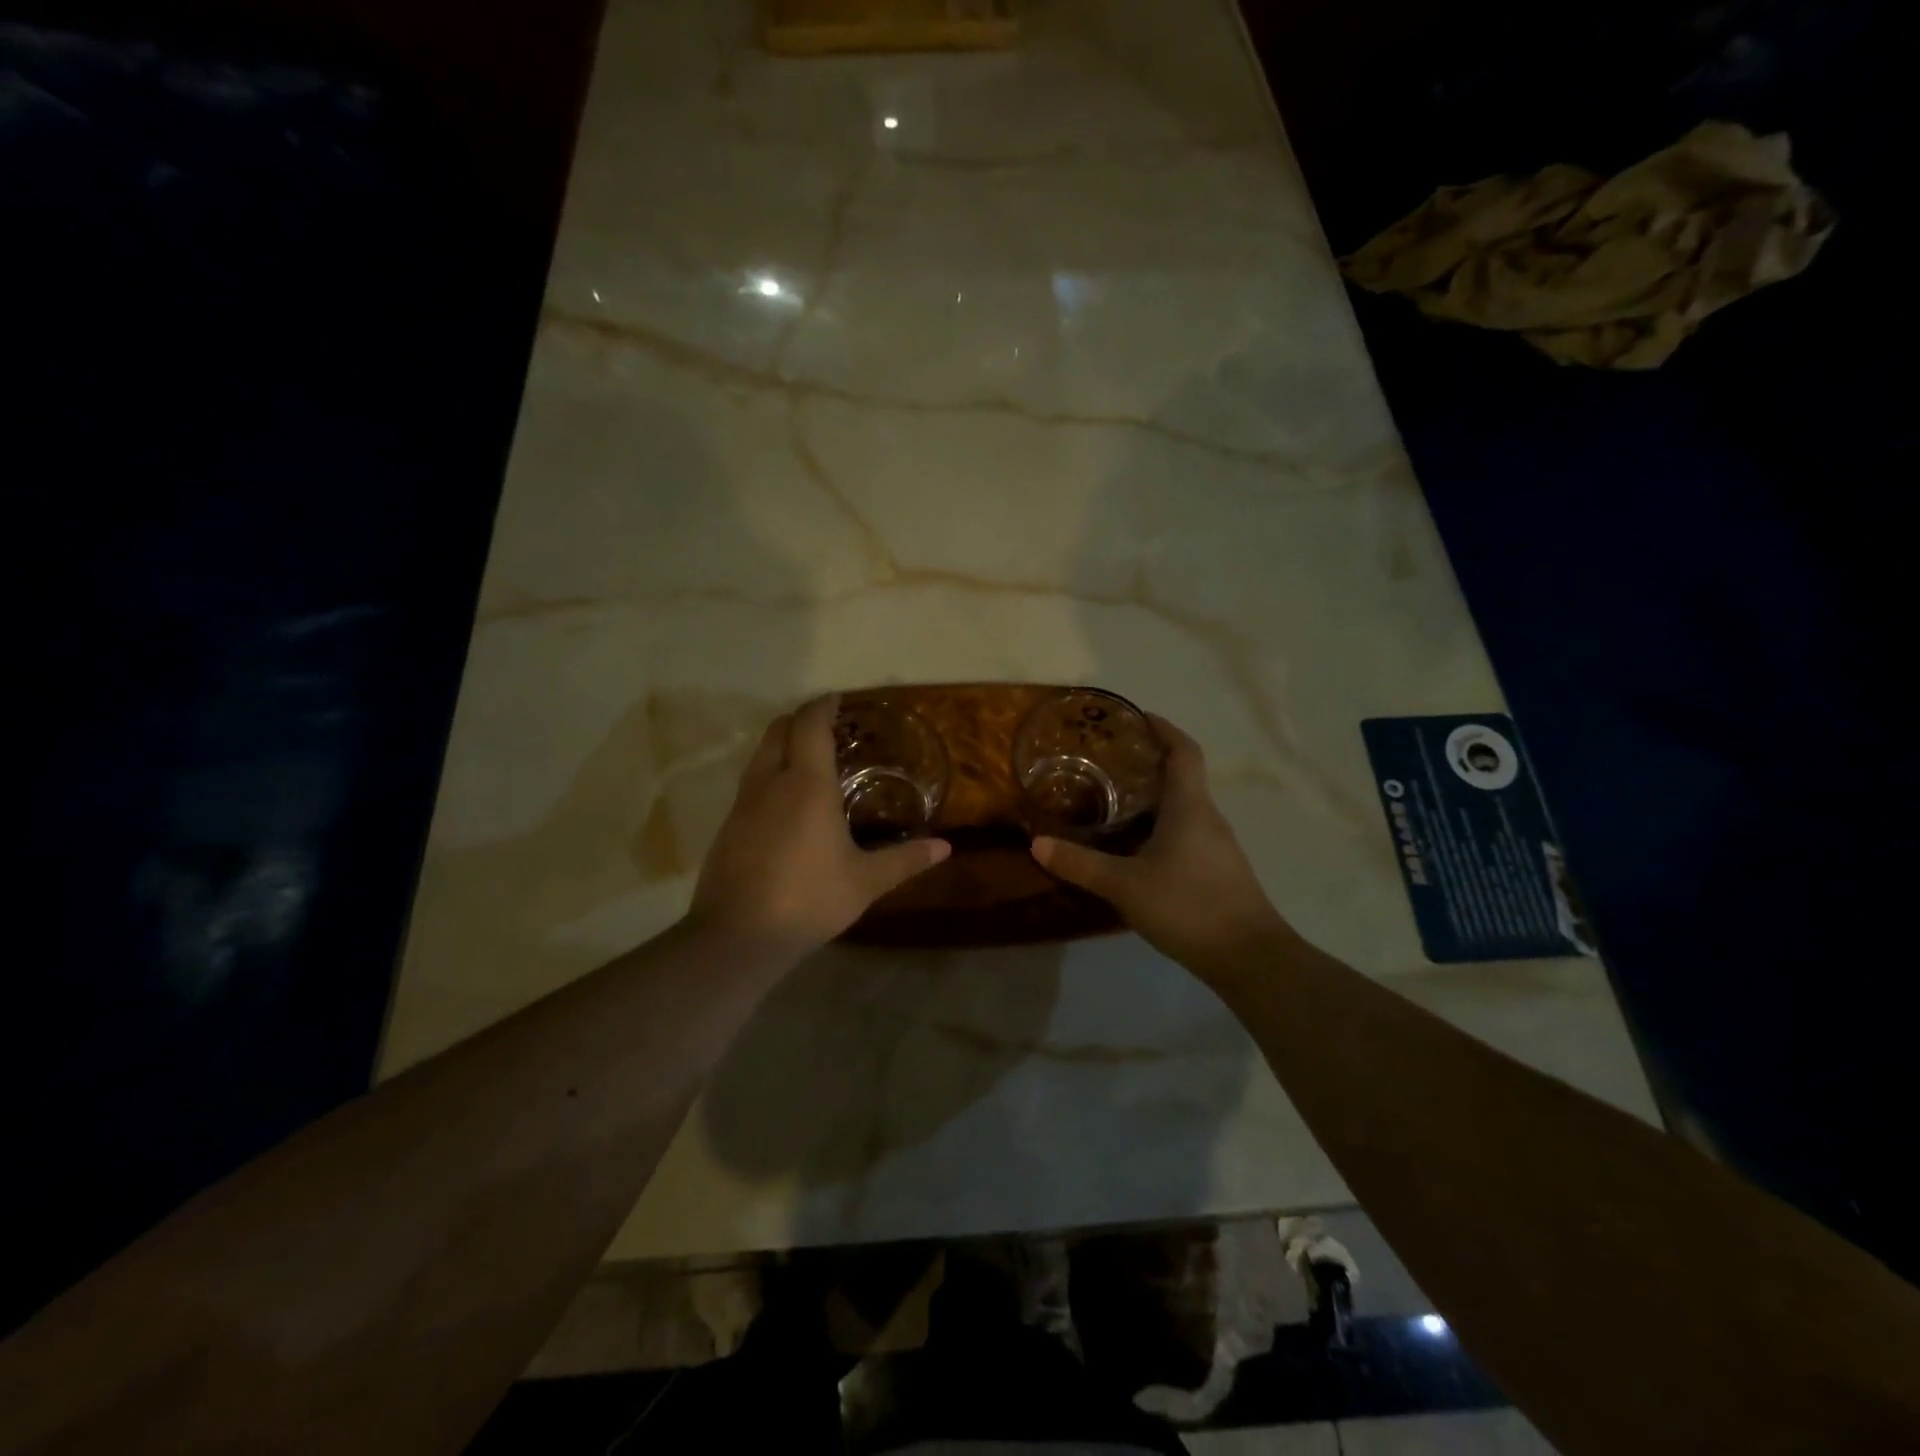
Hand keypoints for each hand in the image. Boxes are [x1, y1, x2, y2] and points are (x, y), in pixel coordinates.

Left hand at [689, 695, 950, 957]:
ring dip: (782, 745)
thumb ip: (905, 860)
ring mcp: (743, 803)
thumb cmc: (809, 899)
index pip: (810, 724)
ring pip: (760, 754)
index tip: (839, 700)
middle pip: (779, 729)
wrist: (738, 936)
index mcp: (807, 784)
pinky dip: (769, 774)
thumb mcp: (865, 882)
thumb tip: (945, 847)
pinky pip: (750, 783)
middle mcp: (770, 782)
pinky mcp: (728, 826)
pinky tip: (786, 804)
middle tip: (829, 730)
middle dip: (801, 720)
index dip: (823, 706)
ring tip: (810, 763)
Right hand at [1030, 715, 1289, 970]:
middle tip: (1107, 762)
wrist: (1249, 958)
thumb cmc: (1188, 906)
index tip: (1136, 717)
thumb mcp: (1125, 885)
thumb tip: (1037, 844)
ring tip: (1113, 800)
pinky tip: (1136, 847)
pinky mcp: (1218, 869)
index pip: (1183, 750)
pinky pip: (1186, 831)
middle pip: (1182, 776)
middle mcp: (1207, 816)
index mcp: (1189, 806)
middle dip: (1148, 763)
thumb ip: (1081, 864)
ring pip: (1183, 806)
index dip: (1163, 728)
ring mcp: (1216, 845)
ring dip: (1153, 797)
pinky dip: (1161, 825)